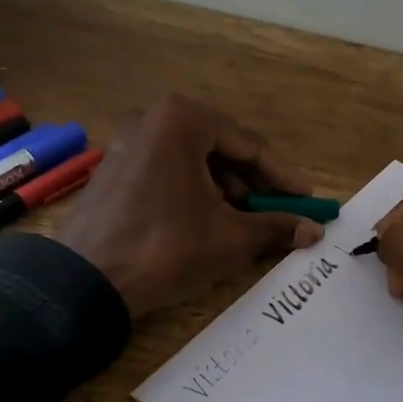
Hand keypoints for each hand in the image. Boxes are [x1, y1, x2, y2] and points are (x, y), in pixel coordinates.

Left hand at [57, 96, 324, 320]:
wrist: (87, 282)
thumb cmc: (168, 247)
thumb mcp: (231, 238)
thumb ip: (276, 226)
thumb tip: (315, 230)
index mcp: (183, 120)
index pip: (250, 145)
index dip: (283, 177)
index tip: (307, 200)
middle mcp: (153, 119)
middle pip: (221, 149)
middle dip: (253, 183)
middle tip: (277, 212)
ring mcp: (128, 142)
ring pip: (193, 161)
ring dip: (224, 189)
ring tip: (242, 222)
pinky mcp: (113, 169)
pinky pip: (167, 171)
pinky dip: (193, 192)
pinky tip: (204, 221)